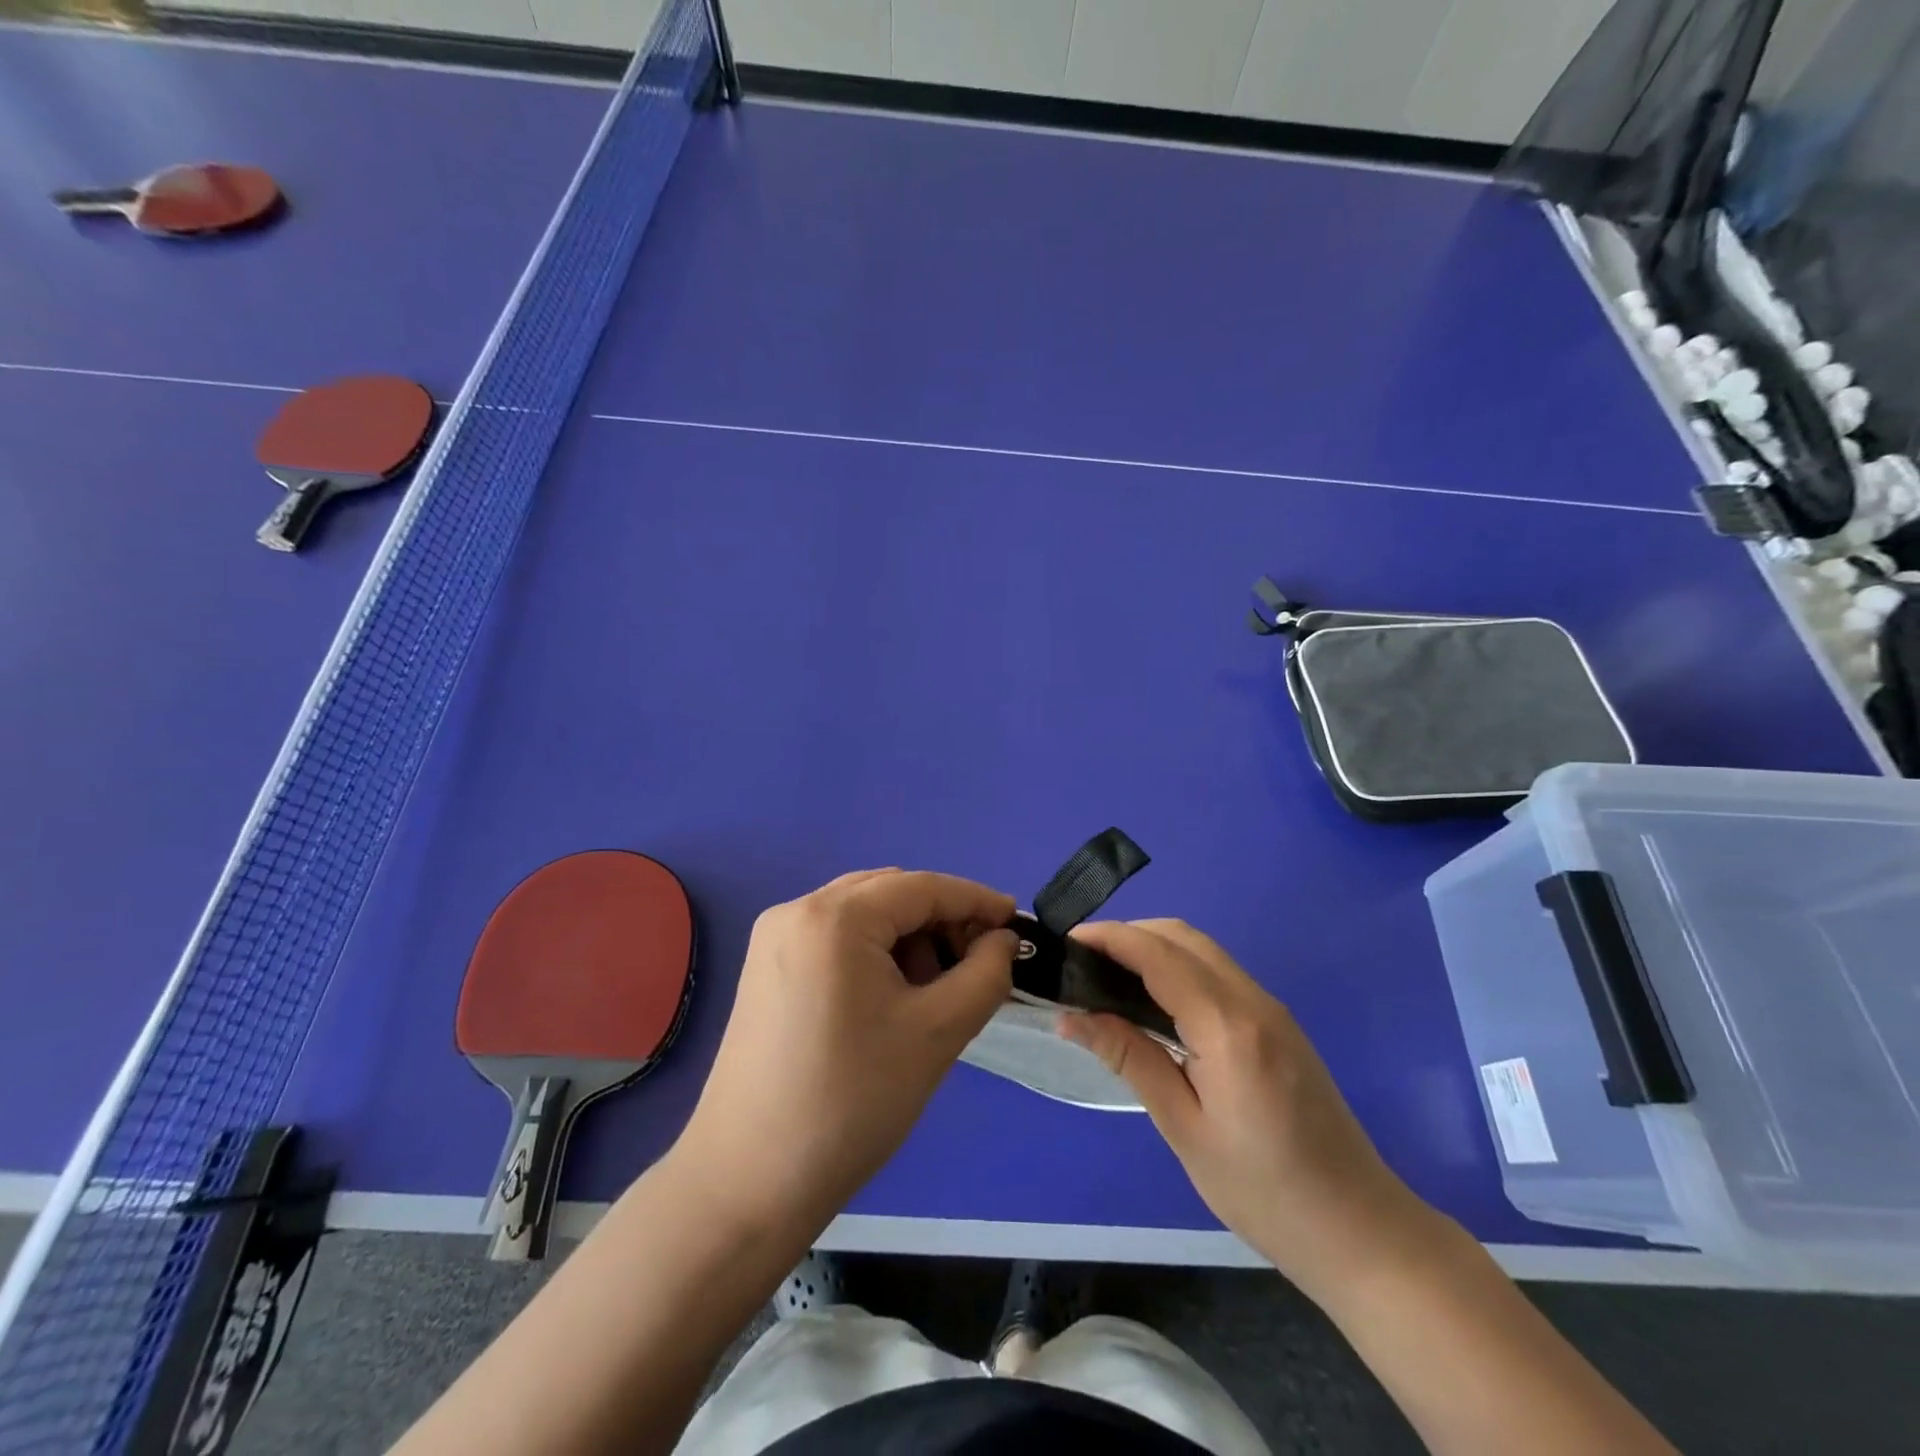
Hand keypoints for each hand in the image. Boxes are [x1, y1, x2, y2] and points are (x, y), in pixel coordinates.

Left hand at [678, 869, 1016, 1232]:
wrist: (749, 1182)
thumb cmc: (852, 1102)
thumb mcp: (936, 1034)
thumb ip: (985, 975)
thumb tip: (1003, 941)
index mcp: (834, 916)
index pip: (922, 887)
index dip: (976, 900)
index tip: (1017, 924)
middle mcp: (797, 911)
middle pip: (890, 894)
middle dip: (941, 922)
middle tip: (979, 964)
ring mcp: (774, 939)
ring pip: (863, 916)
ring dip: (909, 940)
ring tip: (935, 992)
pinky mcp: (766, 969)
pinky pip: (836, 939)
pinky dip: (875, 955)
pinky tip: (893, 998)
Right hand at [1061, 919, 1430, 1294]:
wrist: (1360, 1229)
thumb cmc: (1263, 1192)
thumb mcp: (1184, 1128)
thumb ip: (1130, 1059)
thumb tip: (1073, 1017)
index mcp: (1228, 1028)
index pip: (1159, 956)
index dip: (1110, 938)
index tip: (1067, 941)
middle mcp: (1253, 1001)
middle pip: (1182, 937)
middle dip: (1129, 934)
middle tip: (1083, 962)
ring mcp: (1272, 1008)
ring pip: (1202, 949)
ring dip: (1154, 947)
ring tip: (1108, 976)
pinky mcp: (1279, 1022)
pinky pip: (1218, 971)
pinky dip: (1178, 966)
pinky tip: (1153, 999)